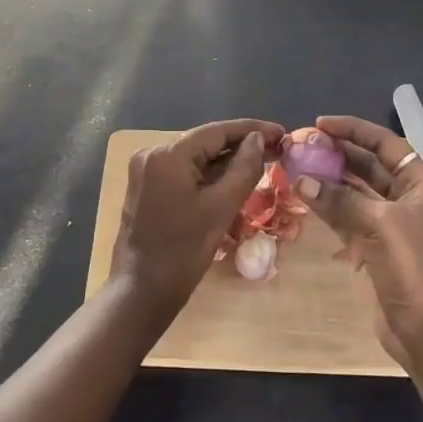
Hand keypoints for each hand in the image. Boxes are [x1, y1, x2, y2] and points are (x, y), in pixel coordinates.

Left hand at [111, 118, 284, 322]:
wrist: (141, 292)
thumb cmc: (183, 252)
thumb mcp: (220, 208)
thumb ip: (243, 169)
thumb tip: (258, 139)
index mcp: (167, 154)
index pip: (216, 132)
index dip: (251, 129)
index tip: (281, 132)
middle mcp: (152, 153)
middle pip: (205, 142)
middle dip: (241, 145)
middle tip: (277, 149)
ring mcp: (147, 170)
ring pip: (195, 157)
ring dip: (226, 160)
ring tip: (262, 161)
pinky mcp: (147, 187)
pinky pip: (184, 171)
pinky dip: (209, 174)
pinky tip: (233, 177)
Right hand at [293, 114, 422, 370]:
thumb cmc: (415, 270)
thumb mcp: (379, 225)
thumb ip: (340, 199)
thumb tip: (301, 179)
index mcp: (422, 185)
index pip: (385, 143)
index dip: (354, 129)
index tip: (320, 124)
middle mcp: (409, 198)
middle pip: (370, 165)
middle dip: (338, 153)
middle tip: (303, 145)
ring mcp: (394, 224)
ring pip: (357, 191)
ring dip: (330, 179)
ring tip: (298, 166)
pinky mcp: (379, 247)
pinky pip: (351, 216)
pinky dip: (330, 207)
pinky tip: (306, 197)